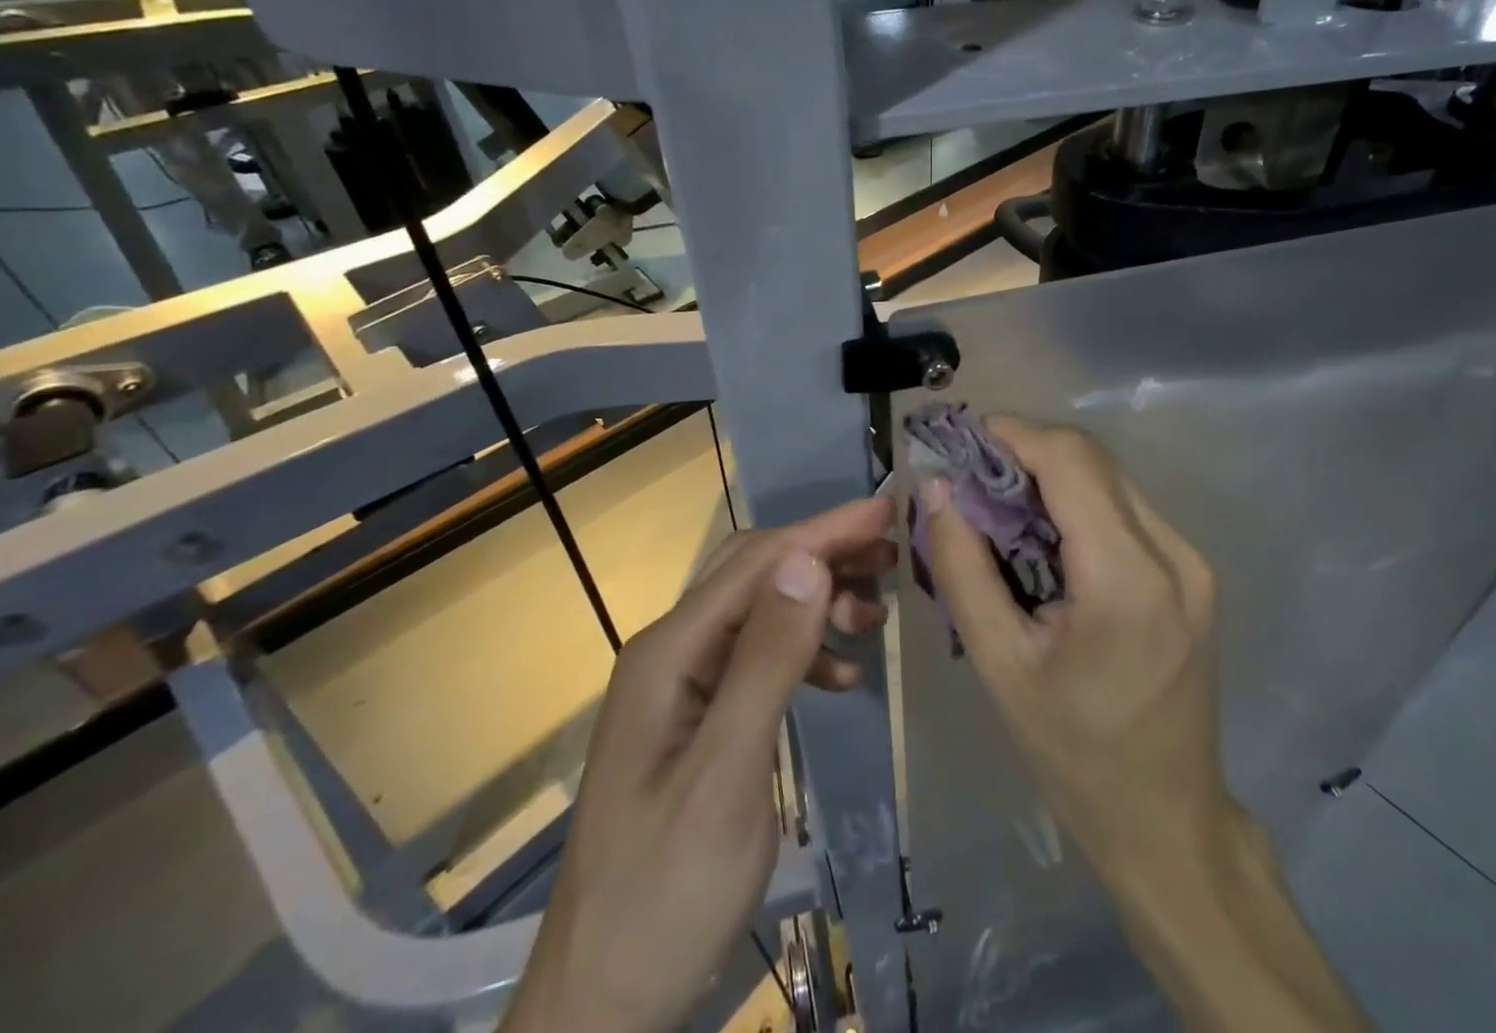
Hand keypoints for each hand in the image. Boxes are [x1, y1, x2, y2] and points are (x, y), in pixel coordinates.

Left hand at [503, 496, 894, 1032]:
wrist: (603, 1000)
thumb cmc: (666, 891)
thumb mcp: (726, 774)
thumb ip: (767, 662)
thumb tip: (807, 560)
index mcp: (669, 651)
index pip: (758, 562)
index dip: (825, 530)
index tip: (887, 511)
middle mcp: (671, 651)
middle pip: (757, 574)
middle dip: (824, 554)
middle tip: (892, 555)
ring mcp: (681, 685)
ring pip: (761, 611)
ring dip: (818, 602)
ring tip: (876, 615)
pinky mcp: (697, 716)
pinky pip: (758, 658)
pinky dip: (804, 653)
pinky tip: (842, 678)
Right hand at [923, 418, 1369, 1031]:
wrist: (1168, 819)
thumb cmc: (1073, 752)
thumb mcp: (1000, 663)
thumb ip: (961, 566)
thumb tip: (935, 488)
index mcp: (1126, 577)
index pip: (1070, 460)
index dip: (1013, 433)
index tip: (962, 441)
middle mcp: (1173, 553)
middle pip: (1093, 458)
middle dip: (1027, 450)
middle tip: (972, 476)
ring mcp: (1192, 560)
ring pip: (1110, 476)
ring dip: (1052, 473)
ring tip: (1000, 505)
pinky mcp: (1194, 572)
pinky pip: (1127, 506)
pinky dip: (1079, 500)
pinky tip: (1044, 535)